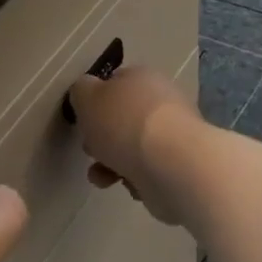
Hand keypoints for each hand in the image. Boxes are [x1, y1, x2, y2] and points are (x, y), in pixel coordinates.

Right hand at [65, 65, 206, 225]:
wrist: (170, 164)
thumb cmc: (123, 124)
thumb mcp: (86, 97)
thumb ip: (81, 91)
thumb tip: (87, 91)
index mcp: (141, 77)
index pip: (115, 82)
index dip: (95, 101)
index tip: (83, 120)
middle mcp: (161, 101)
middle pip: (123, 118)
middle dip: (103, 138)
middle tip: (91, 150)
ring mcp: (173, 134)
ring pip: (133, 147)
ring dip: (112, 164)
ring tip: (103, 178)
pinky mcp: (179, 164)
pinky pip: (148, 170)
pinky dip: (135, 178)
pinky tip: (130, 184)